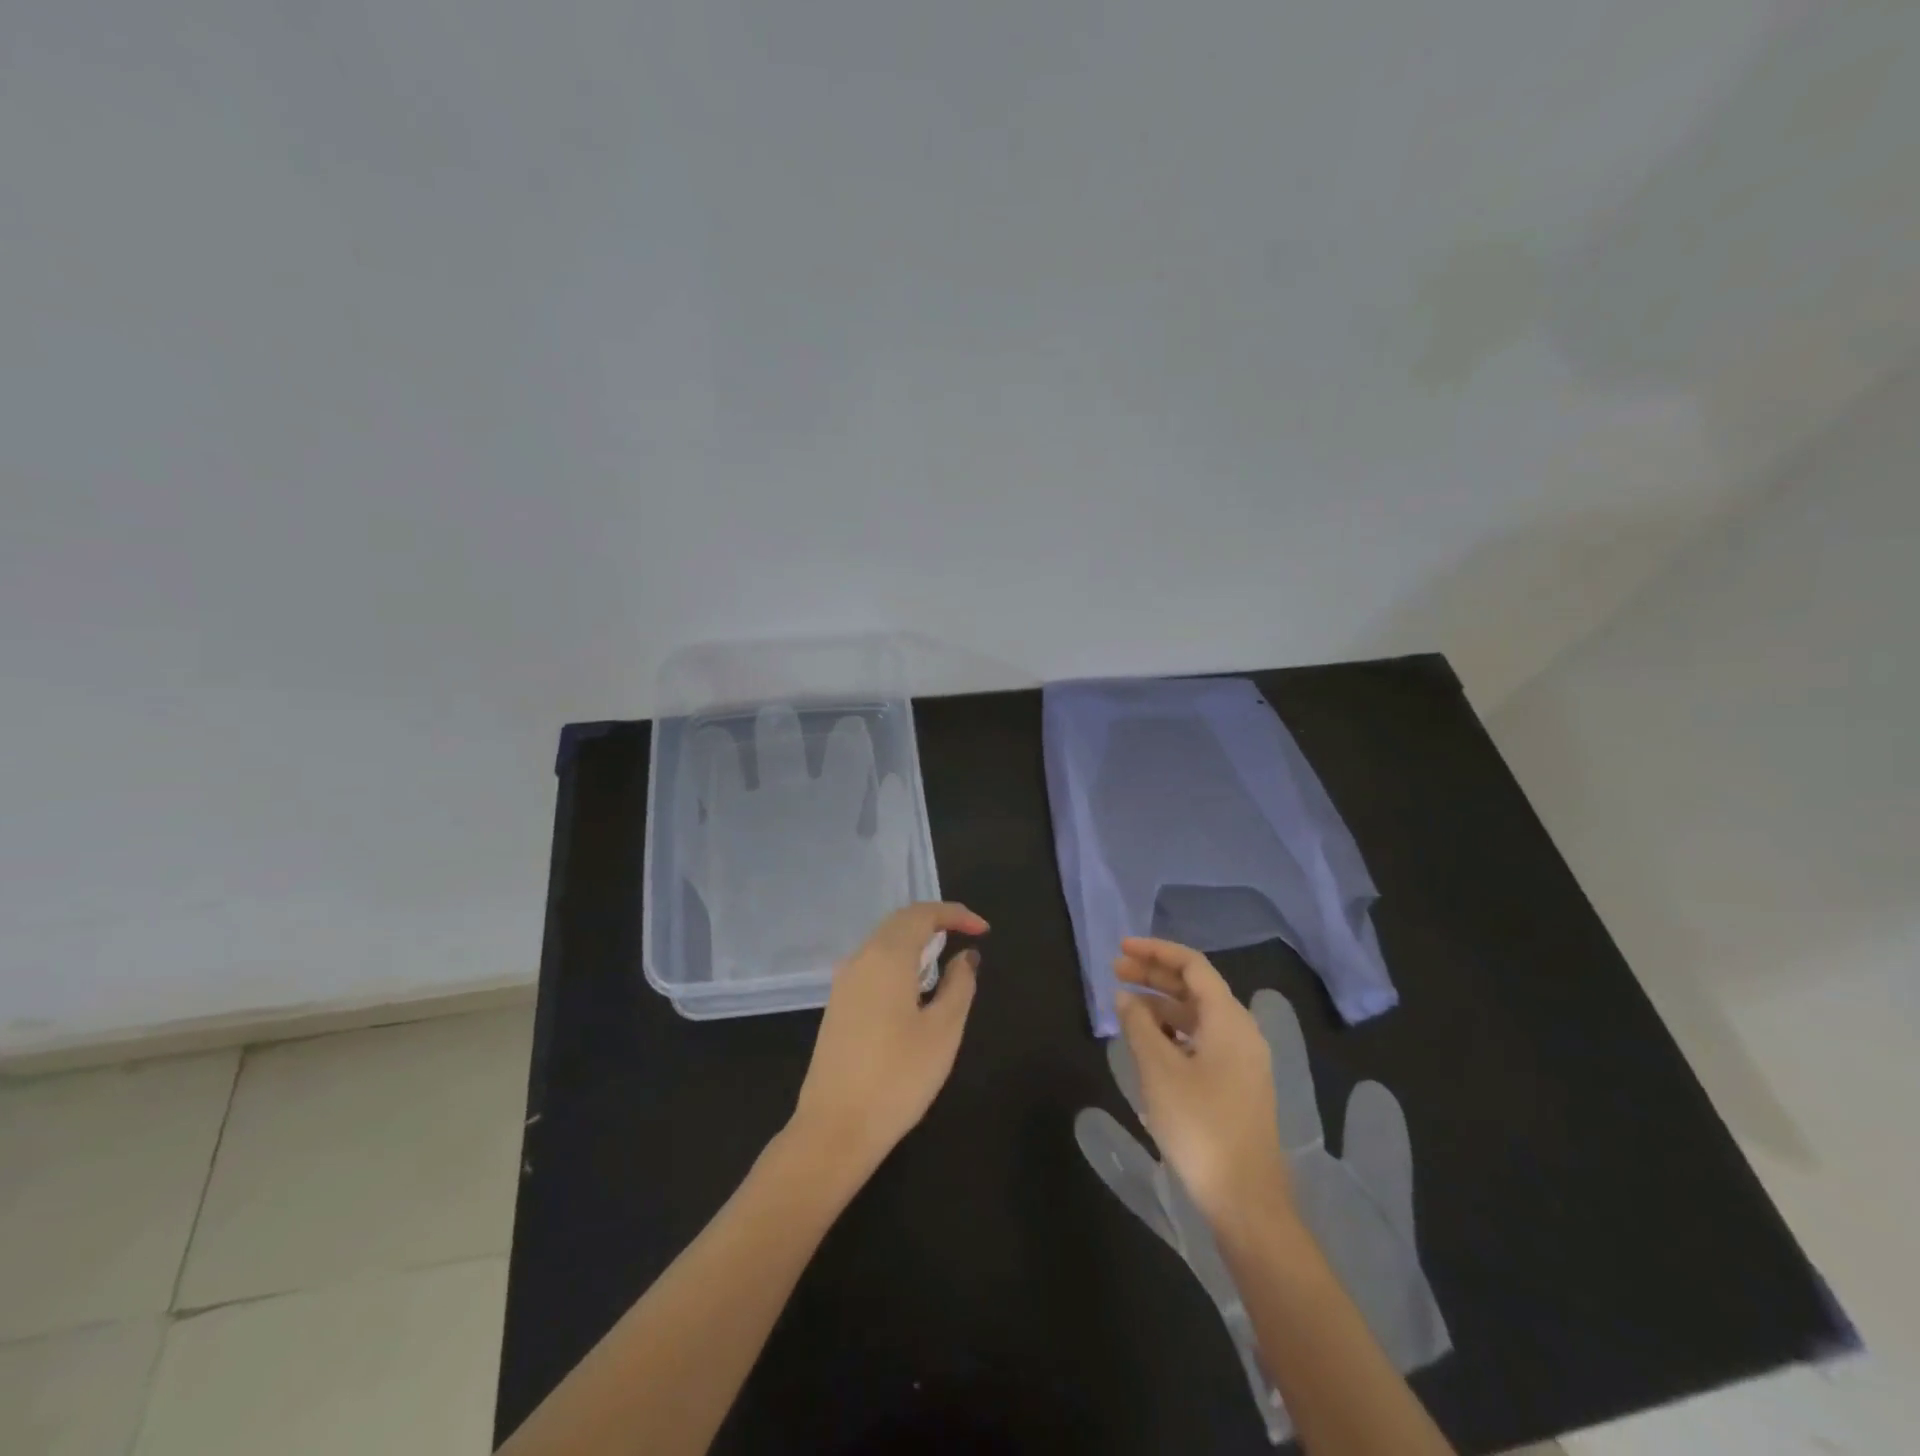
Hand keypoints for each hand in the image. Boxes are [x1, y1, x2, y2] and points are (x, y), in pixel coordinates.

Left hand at [789, 902, 987, 1184]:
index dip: (955, 914)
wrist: (834, 1127)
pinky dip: (899, 958)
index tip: (983, 930)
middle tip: (967, 933)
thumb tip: (966, 956)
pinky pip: (872, 962)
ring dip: (915, 939)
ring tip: (945, 955)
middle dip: (935, 920)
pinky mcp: (838, 1004)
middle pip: (899, 921)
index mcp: (887, 956)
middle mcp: (861, 958)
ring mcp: (844, 981)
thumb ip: (959, 985)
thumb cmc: (898, 1077)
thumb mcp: (943, 1031)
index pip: (922, 914)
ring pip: (883, 941)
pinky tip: (915, 984)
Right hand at [1114, 937, 1292, 1227]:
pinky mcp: (1236, 1084)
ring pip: (1197, 1014)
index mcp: (1228, 1019)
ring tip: (1125, 1005)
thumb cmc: (1200, 1126)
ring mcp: (1242, 1059)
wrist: (1245, 1200)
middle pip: (1195, 987)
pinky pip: (1202, 1039)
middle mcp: (1241, 1031)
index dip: (1156, 951)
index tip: (1121, 949)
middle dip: (1155, 974)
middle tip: (1116, 971)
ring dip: (1161, 1003)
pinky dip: (1173, 1030)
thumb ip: (1138, 1025)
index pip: (1192, 965)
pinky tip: (1148, 1040)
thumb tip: (1125, 997)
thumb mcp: (1159, 1070)